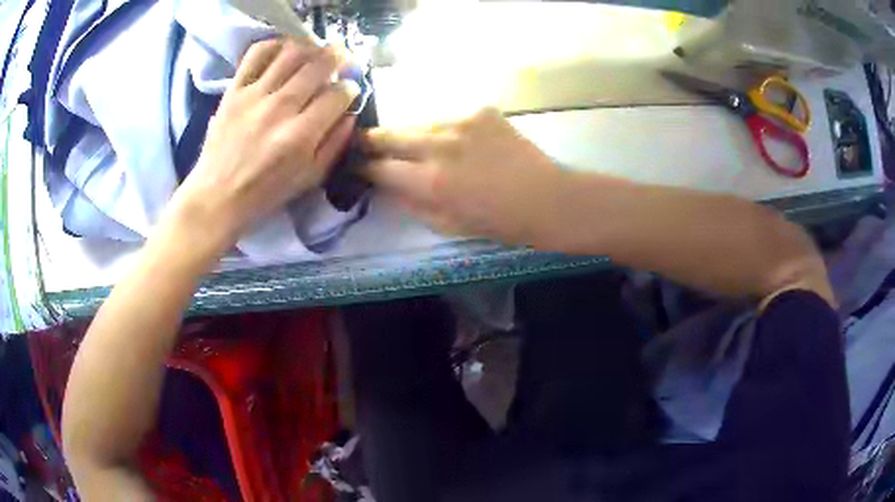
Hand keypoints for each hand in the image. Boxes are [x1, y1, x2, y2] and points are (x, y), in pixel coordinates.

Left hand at [167, 39, 359, 253]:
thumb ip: (335, 145)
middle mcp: (280, 108)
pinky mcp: (234, 90)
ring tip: (315, 53)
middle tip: (343, 58)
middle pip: (319, 65)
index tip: (349, 90)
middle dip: (339, 57)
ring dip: (311, 48)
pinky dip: (274, 44)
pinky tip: (284, 51)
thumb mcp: (309, 179)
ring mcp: (254, 95)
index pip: (337, 95)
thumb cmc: (265, 193)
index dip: (350, 88)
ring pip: (292, 53)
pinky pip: (256, 54)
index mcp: (301, 135)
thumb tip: (350, 113)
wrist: (217, 196)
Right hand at [363, 108, 564, 246]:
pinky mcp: (481, 111)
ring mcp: (461, 122)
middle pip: (390, 134)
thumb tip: (385, 186)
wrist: (547, 198)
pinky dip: (445, 130)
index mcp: (431, 182)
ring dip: (410, 134)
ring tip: (410, 142)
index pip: (380, 167)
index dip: (362, 166)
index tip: (354, 165)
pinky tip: (457, 141)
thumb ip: (411, 203)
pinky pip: (449, 118)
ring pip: (418, 123)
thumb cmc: (499, 222)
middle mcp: (440, 145)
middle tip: (362, 142)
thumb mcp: (448, 225)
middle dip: (371, 140)